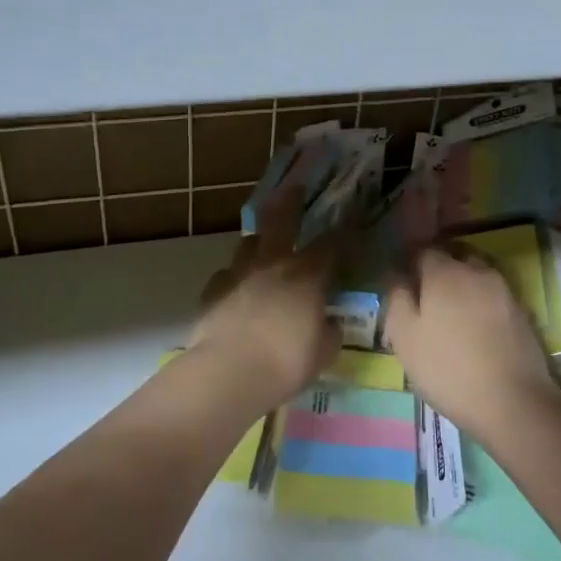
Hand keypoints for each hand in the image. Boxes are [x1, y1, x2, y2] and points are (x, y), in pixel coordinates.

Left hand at [190, 191, 337, 413]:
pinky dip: (235, 277)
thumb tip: (329, 323)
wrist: (229, 372)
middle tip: (295, 187)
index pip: (330, 245)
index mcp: (306, 275)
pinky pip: (227, 274)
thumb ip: (329, 332)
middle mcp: (273, 264)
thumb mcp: (323, 352)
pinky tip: (237, 289)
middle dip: (291, 201)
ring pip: (249, 243)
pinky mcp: (213, 290)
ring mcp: (239, 273)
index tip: (347, 227)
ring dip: (259, 241)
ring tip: (263, 245)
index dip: (341, 235)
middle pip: (282, 220)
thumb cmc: (286, 362)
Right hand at [383, 245, 556, 438]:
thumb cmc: (448, 368)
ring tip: (451, 310)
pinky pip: (494, 294)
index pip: (423, 249)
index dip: (410, 260)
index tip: (401, 278)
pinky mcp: (522, 312)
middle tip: (425, 293)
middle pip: (454, 255)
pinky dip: (481, 301)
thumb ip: (397, 299)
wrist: (514, 402)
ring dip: (462, 282)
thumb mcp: (405, 337)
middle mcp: (476, 271)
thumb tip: (397, 276)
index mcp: (444, 272)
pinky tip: (475, 326)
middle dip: (439, 266)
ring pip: (476, 273)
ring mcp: (504, 290)